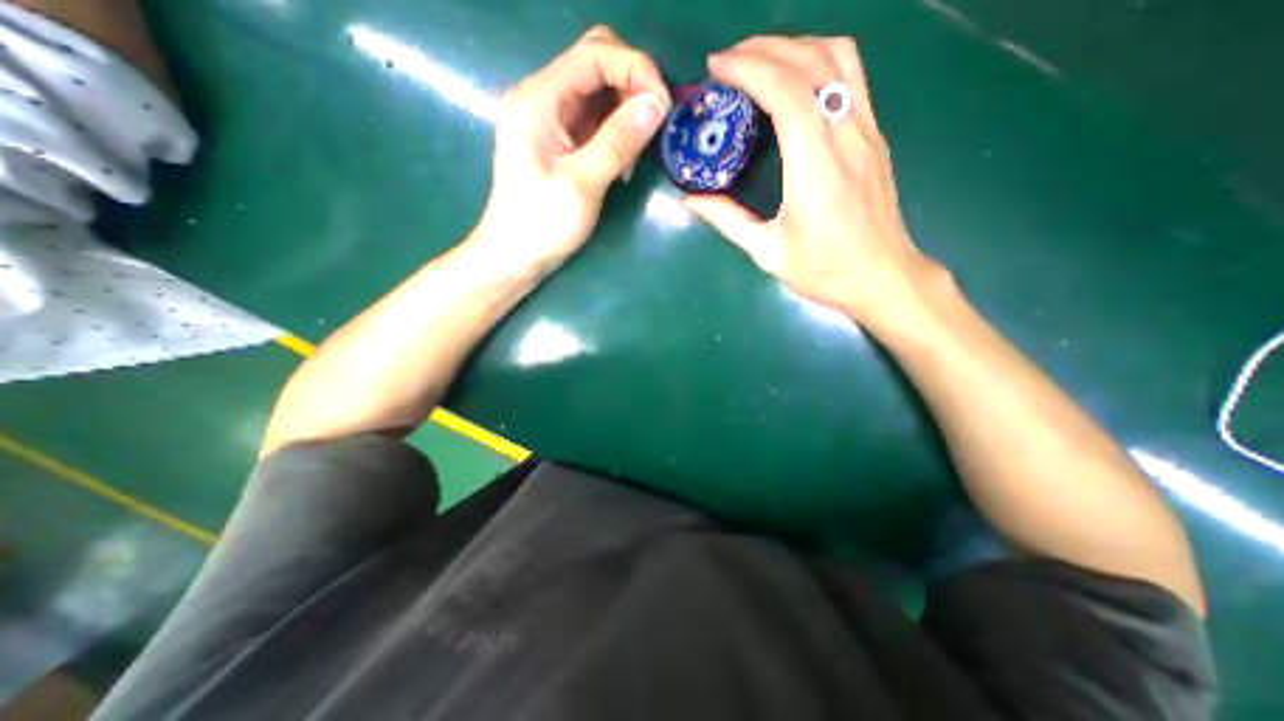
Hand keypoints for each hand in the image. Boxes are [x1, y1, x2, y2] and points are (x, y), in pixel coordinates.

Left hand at [469, 26, 672, 272]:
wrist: (515, 256)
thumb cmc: (541, 224)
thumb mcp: (582, 183)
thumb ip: (618, 141)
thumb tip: (657, 104)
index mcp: (539, 99)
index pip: (594, 54)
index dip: (635, 68)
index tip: (663, 106)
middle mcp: (544, 99)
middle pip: (597, 64)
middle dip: (633, 86)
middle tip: (654, 126)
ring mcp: (553, 121)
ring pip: (601, 93)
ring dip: (627, 113)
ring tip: (637, 153)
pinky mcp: (562, 142)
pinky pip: (597, 121)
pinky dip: (618, 133)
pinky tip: (624, 163)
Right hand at [688, 36, 946, 327]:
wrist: (883, 278)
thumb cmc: (824, 271)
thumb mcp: (768, 252)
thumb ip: (728, 220)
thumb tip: (689, 200)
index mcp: (816, 167)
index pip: (787, 92)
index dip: (749, 68)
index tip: (716, 68)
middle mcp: (846, 136)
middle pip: (811, 62)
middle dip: (765, 48)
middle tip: (728, 61)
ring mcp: (867, 131)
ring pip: (839, 57)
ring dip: (795, 46)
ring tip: (760, 60)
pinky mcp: (875, 136)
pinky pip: (851, 77)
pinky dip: (818, 61)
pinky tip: (795, 78)